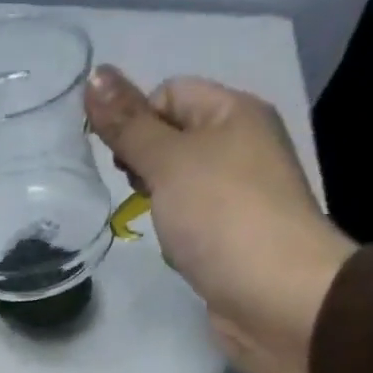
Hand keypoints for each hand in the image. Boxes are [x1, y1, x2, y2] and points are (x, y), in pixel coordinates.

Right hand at [83, 66, 356, 372]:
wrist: (277, 297)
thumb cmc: (223, 217)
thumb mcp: (169, 162)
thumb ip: (129, 123)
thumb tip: (95, 75)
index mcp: (234, 113)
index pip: (170, 93)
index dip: (137, 119)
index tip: (121, 160)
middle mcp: (242, 146)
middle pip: (174, 138)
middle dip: (144, 164)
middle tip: (138, 192)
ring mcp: (241, 195)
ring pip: (179, 184)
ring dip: (158, 203)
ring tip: (159, 226)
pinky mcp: (235, 237)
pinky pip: (192, 222)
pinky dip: (177, 233)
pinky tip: (177, 251)